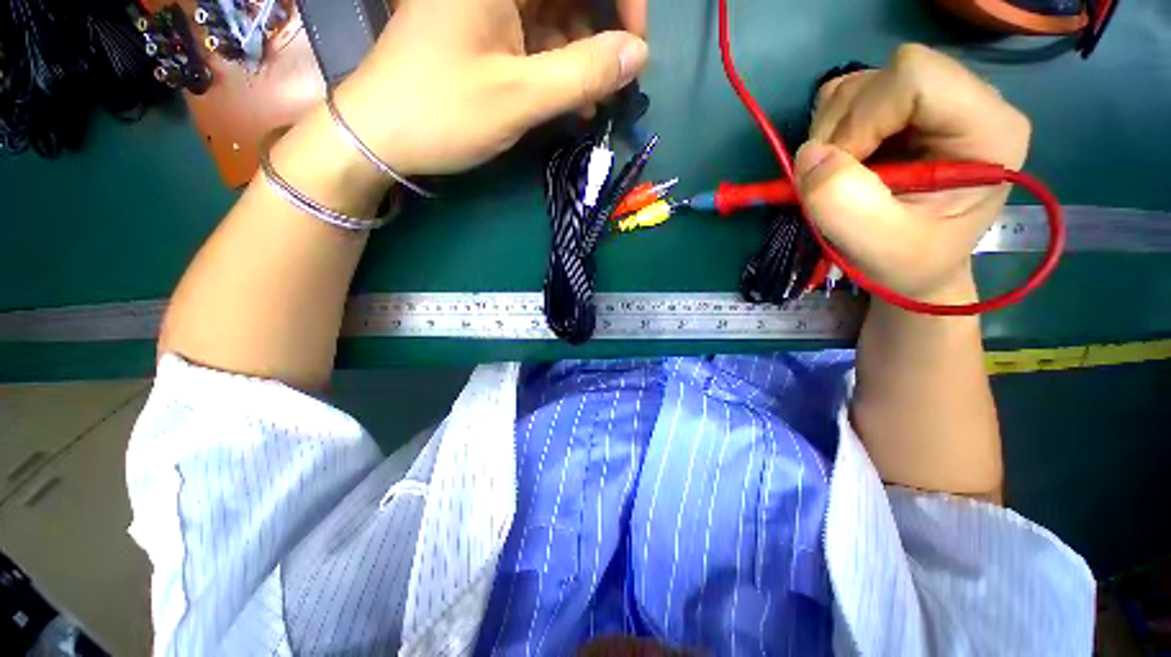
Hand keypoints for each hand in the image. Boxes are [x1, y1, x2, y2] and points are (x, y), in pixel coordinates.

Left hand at [331, 0, 648, 176]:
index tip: (635, 45)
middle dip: (601, 34)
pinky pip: (537, 38)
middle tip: (614, 83)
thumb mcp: (519, 96)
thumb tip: (637, 56)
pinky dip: (558, 67)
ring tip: (591, 104)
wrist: (381, 135)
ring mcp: (488, 5)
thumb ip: (582, 73)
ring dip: (582, 59)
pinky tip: (569, 102)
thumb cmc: (443, 111)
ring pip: (557, 16)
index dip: (622, 0)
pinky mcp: (485, 29)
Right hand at [794, 44, 1030, 300]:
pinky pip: (847, 96)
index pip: (917, 77)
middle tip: (832, 180)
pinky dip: (827, 129)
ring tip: (837, 175)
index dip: (864, 120)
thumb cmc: (908, 263)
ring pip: (859, 84)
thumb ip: (844, 205)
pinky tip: (840, 160)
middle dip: (840, 130)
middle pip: (884, 77)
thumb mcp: (878, 248)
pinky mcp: (899, 110)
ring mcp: (930, 102)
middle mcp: (967, 101)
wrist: (914, 266)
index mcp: (988, 131)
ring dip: (829, 132)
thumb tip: (808, 155)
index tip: (843, 170)